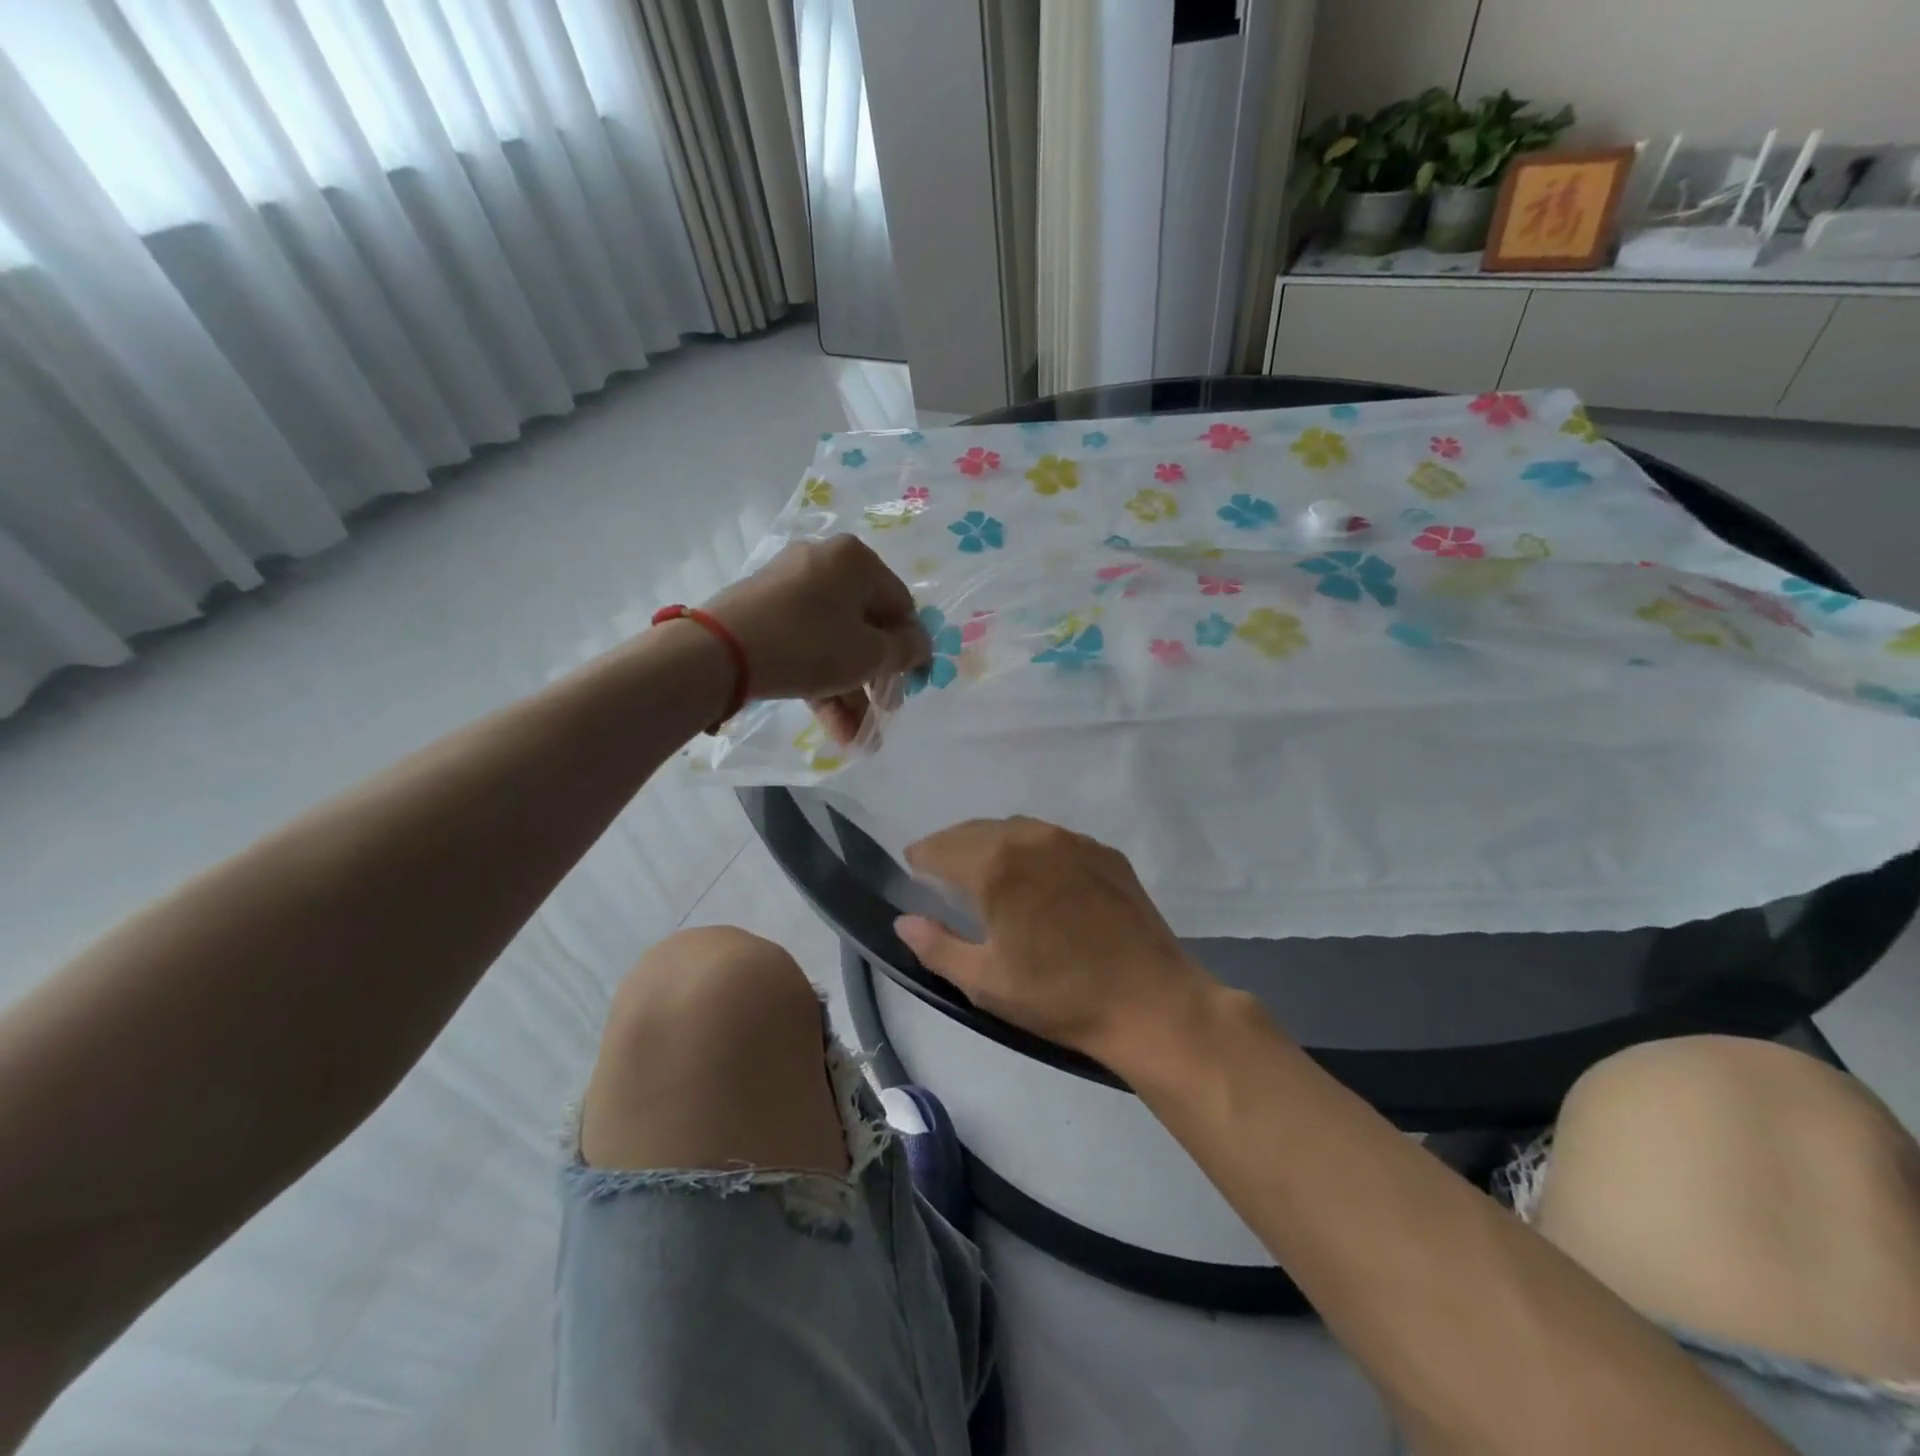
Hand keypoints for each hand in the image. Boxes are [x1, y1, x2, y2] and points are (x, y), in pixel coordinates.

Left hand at [702, 536, 929, 742]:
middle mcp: (823, 564)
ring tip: (857, 739)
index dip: (912, 648)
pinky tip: (834, 727)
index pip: (900, 605)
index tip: (914, 684)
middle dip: (875, 679)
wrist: (717, 652)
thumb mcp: (869, 653)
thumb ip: (905, 651)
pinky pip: (806, 644)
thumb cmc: (809, 644)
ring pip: (834, 642)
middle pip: (865, 626)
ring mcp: (789, 587)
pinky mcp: (764, 612)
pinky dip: (821, 681)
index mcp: (855, 560)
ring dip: (849, 692)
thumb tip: (920, 646)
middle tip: (883, 714)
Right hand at [894, 817, 1220, 1068]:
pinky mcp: (1104, 852)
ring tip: (986, 870)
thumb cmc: (1060, 996)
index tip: (912, 868)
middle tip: (940, 869)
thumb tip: (903, 921)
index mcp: (997, 866)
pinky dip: (1031, 849)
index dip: (921, 857)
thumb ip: (936, 946)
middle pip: (976, 830)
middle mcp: (1032, 838)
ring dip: (991, 842)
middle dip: (952, 846)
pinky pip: (1053, 839)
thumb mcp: (986, 982)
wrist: (1151, 1002)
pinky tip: (1037, 878)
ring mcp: (1073, 841)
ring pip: (1016, 828)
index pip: (941, 848)